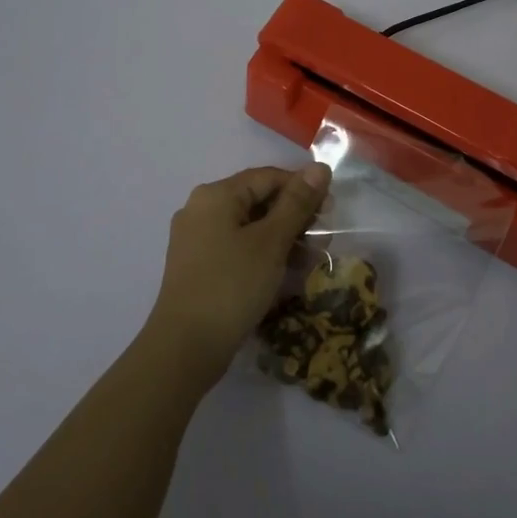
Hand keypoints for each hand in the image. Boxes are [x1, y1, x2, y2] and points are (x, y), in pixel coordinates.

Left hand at [145, 163, 330, 386]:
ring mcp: (197, 240)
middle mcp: (201, 210)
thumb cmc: (232, 286)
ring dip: (283, 239)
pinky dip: (263, 255)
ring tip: (310, 261)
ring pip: (250, 226)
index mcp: (216, 195)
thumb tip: (319, 168)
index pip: (268, 177)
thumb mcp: (271, 242)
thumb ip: (297, 203)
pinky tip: (285, 274)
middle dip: (294, 217)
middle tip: (323, 239)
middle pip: (258, 200)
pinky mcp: (199, 267)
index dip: (303, 189)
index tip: (331, 211)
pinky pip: (237, 248)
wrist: (185, 349)